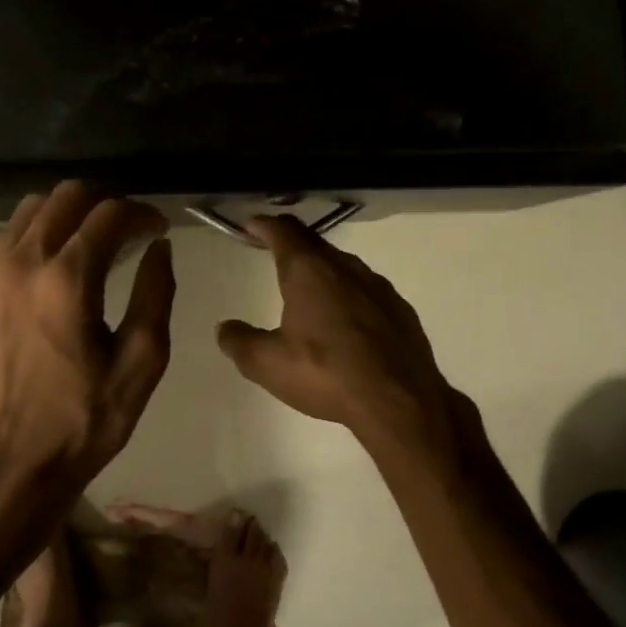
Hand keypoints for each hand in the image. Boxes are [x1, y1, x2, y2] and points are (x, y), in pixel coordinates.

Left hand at [0, 181, 175, 491]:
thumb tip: (159, 248)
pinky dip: (34, 232)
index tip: (159, 228)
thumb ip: (155, 294)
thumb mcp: (141, 362)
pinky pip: (5, 235)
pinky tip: (52, 260)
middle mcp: (23, 262)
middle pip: (66, 195)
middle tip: (128, 229)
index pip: (109, 213)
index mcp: (68, 280)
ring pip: (30, 208)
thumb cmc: (86, 418)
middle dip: (105, 202)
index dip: (142, 213)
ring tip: (91, 240)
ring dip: (68, 213)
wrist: (12, 460)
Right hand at [217, 215, 460, 453]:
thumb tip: (224, 328)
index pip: (283, 232)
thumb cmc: (327, 375)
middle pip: (314, 243)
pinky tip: (346, 319)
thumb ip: (241, 342)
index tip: (251, 225)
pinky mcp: (399, 309)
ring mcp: (378, 286)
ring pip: (343, 265)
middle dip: (291, 242)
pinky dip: (348, 293)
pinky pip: (366, 289)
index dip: (264, 225)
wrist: (400, 401)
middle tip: (273, 250)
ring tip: (308, 286)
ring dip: (322, 268)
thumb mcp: (268, 365)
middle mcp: (346, 268)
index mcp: (309, 272)